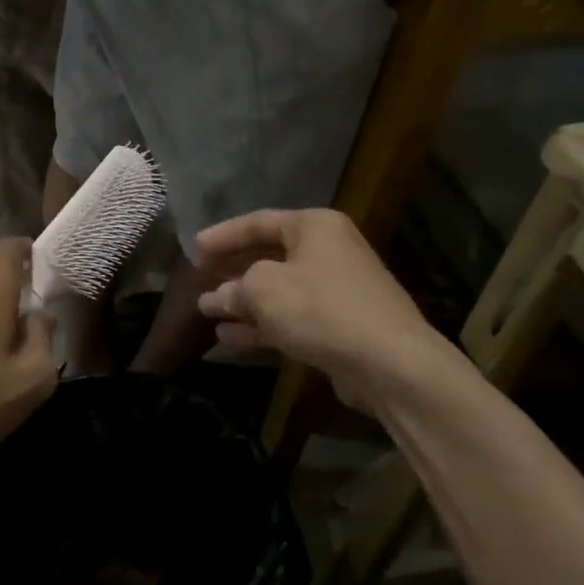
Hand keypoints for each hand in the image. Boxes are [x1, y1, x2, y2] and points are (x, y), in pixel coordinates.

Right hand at [196, 209, 461, 414]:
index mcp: (315, 227)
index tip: (193, 248)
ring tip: (208, 312)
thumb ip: (234, 288)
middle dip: (233, 271)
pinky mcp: (340, 326)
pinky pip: (292, 319)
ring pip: (279, 291)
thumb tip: (218, 297)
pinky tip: (230, 340)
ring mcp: (337, 290)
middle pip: (270, 256)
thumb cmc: (320, 308)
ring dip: (244, 303)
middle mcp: (329, 251)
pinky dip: (262, 326)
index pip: (259, 222)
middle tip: (200, 278)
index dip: (223, 235)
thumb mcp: (264, 289)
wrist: (389, 362)